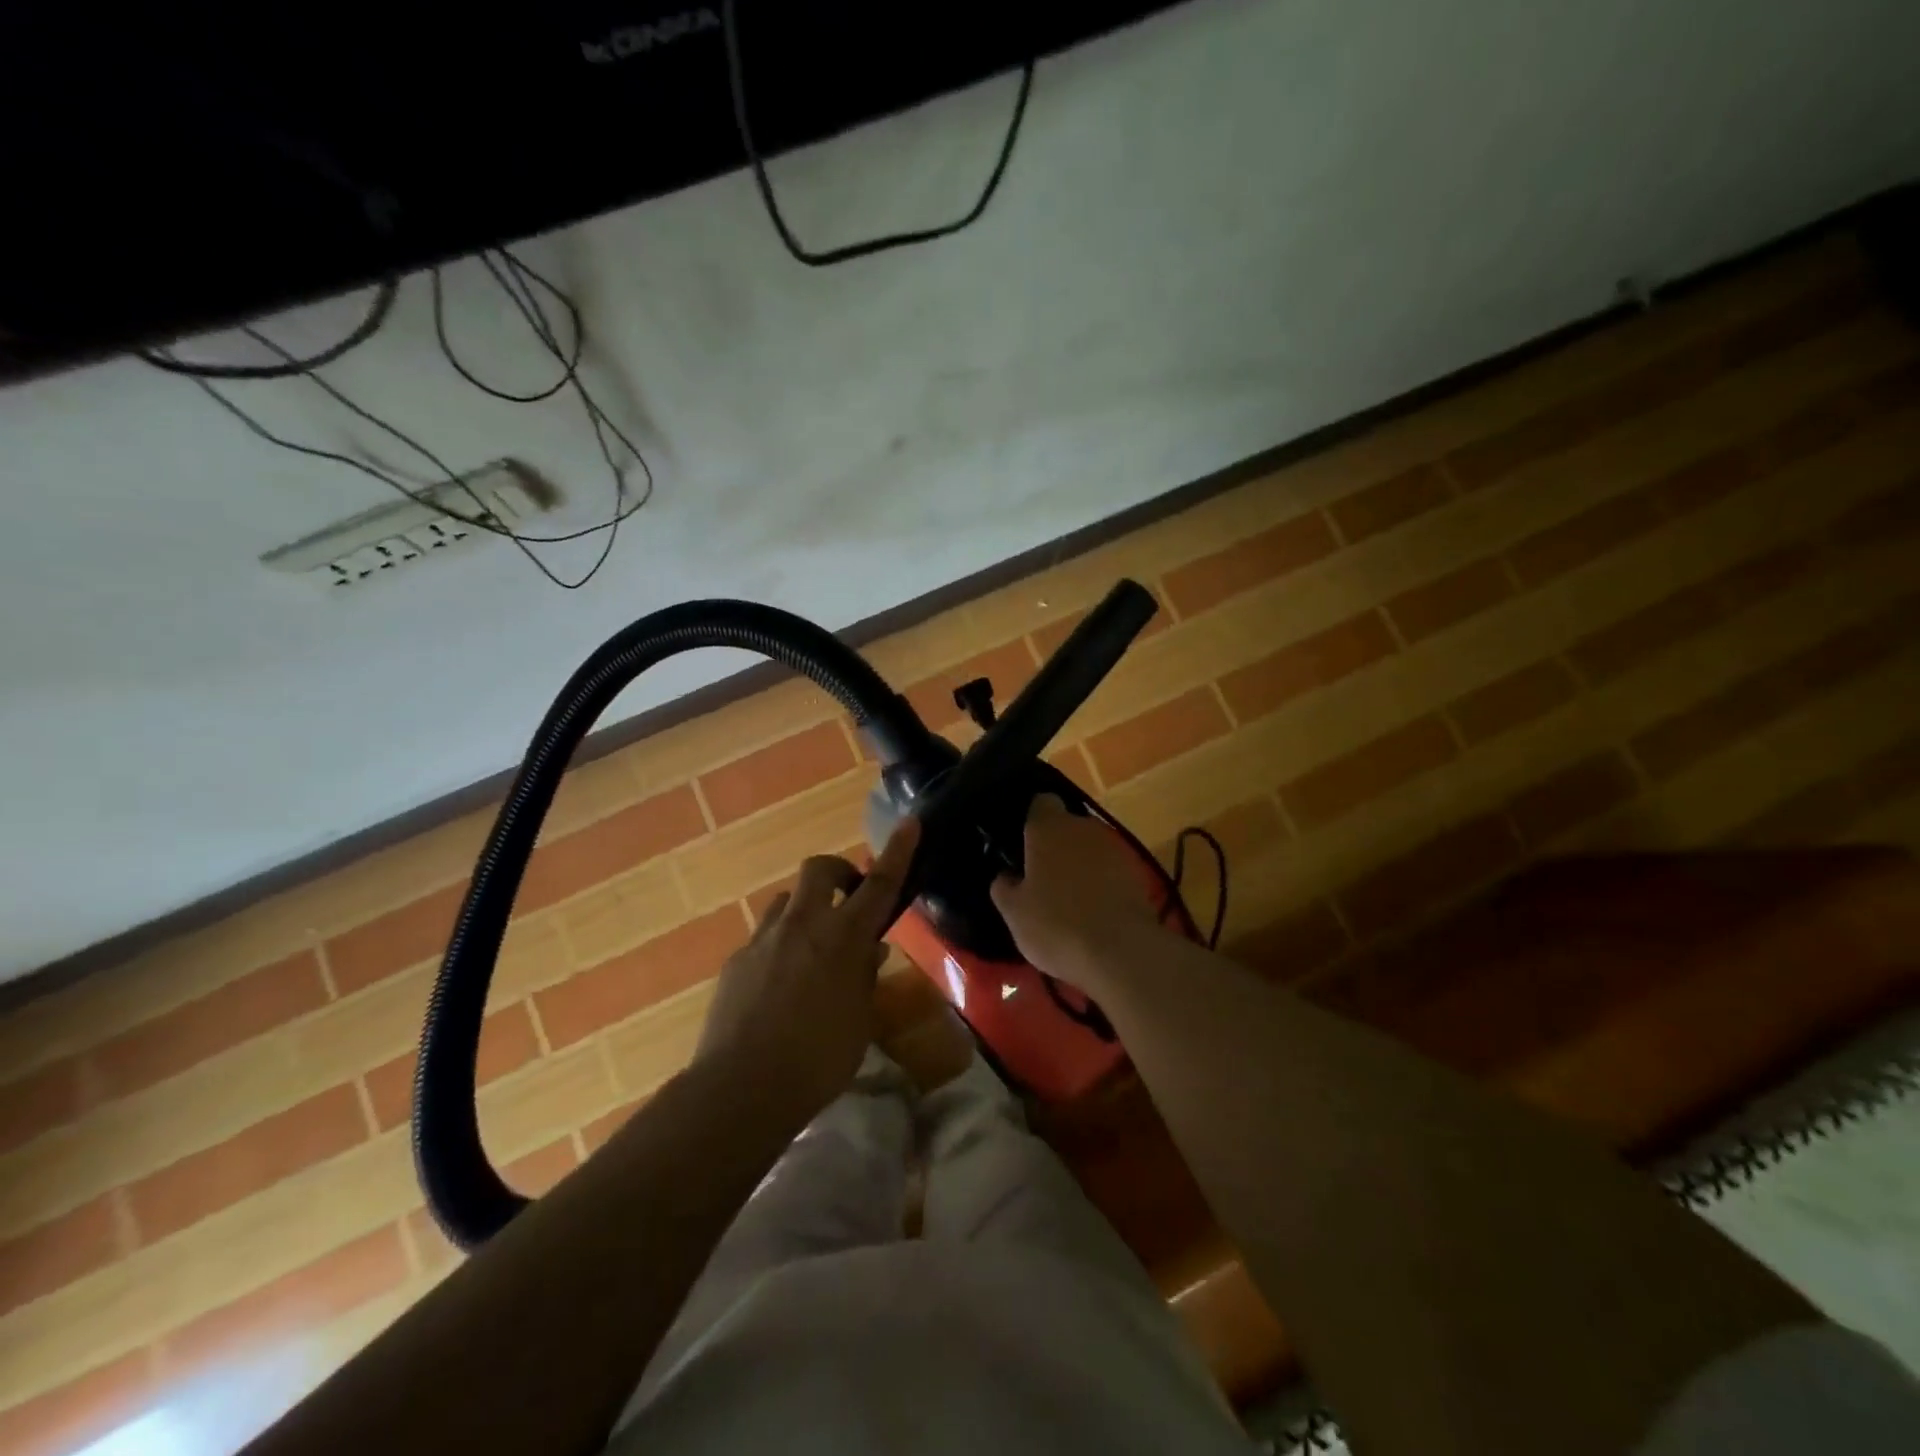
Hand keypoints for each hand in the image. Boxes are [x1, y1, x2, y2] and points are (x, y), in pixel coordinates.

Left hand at [695, 818, 919, 1118]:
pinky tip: (779, 985)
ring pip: (786, 900)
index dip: (897, 852)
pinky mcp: (736, 960)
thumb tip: (870, 951)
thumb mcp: (859, 1020)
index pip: (878, 884)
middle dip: (837, 872)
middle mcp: (802, 925)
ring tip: (812, 948)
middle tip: (849, 897)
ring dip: (805, 910)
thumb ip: (864, 978)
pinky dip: (779, 946)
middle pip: (819, 869)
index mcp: (842, 938)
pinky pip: (764, 936)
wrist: (742, 1087)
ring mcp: (764, 939)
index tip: (910, 823)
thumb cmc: (818, 1059)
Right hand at [990, 795, 1164, 990]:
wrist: (1121, 950)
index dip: (1033, 820)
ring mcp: (1114, 848)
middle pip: (1067, 826)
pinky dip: (1102, 882)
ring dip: (1080, 865)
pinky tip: (1095, 911)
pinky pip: (1110, 869)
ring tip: (1070, 899)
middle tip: (1042, 877)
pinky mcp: (1137, 872)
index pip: (1041, 803)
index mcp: (1048, 828)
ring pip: (1090, 848)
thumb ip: (1004, 887)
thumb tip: (1006, 876)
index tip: (1024, 845)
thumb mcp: (1014, 913)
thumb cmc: (1056, 924)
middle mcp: (1083, 827)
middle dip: (1056, 845)